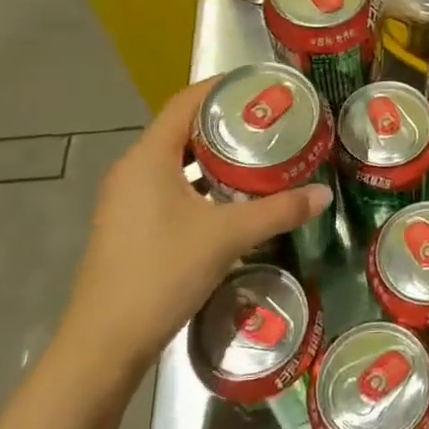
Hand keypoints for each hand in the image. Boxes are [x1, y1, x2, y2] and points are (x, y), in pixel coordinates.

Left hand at [58, 76, 332, 375]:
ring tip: (260, 155)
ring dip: (215, 156)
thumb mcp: (227, 237)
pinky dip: (203, 183)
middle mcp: (133, 171)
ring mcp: (128, 201)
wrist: (105, 344)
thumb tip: (324, 193)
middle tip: (272, 121)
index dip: (222, 87)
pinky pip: (171, 187)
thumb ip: (278, 210)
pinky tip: (234, 199)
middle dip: (227, 122)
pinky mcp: (131, 226)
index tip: (263, 84)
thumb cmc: (162, 273)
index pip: (186, 102)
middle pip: (183, 129)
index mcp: (148, 158)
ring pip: (178, 162)